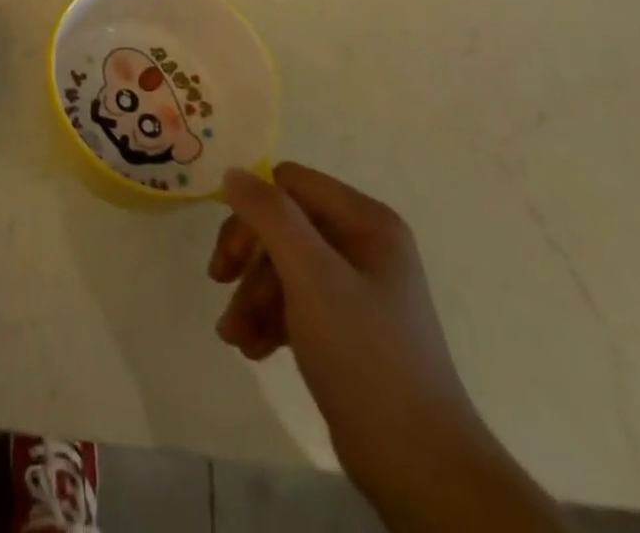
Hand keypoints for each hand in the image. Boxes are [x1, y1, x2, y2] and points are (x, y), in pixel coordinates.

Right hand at [209, 165, 511, 514]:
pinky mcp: (349, 327)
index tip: (229, 250)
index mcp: (367, 222)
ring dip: (252, 295)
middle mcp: (364, 245)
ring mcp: (358, 287)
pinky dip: (270, 319)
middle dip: (248, 259)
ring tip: (233, 335)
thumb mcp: (311, 275)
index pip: (290, 183)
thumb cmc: (365, 356)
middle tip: (219, 283)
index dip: (253, 209)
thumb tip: (233, 172)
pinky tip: (253, 348)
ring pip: (284, 266)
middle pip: (283, 226)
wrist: (421, 468)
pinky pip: (297, 302)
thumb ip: (269, 215)